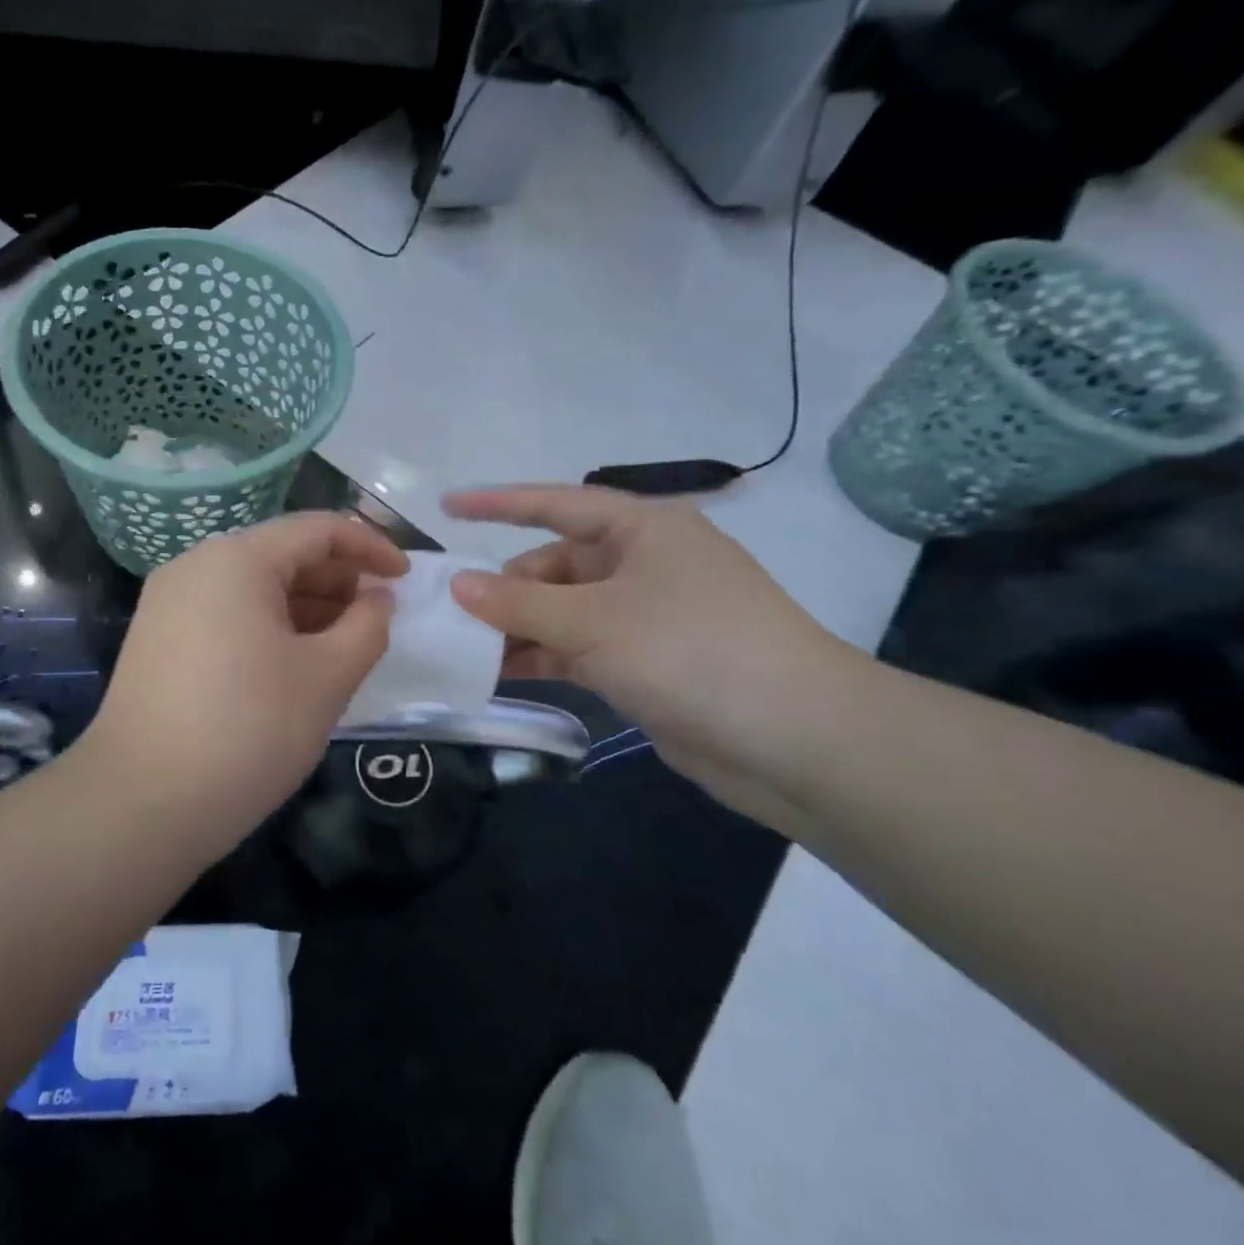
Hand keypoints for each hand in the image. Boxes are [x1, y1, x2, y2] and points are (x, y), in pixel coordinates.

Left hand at [87, 512, 405, 840]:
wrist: (140, 804)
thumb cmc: (248, 730)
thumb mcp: (327, 677)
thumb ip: (367, 626)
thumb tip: (377, 598)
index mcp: (236, 558)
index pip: (317, 529)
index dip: (370, 546)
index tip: (406, 578)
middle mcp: (195, 566)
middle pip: (281, 553)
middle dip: (337, 578)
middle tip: (376, 617)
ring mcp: (169, 602)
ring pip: (252, 586)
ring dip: (305, 605)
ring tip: (343, 643)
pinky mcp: (157, 639)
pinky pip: (226, 613)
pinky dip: (268, 625)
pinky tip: (293, 662)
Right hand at [444, 485, 867, 834]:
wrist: (797, 740)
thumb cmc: (690, 650)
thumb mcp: (593, 621)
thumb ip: (519, 602)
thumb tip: (458, 585)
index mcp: (641, 529)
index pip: (555, 503)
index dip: (498, 503)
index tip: (446, 507)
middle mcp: (642, 564)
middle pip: (555, 564)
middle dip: (504, 587)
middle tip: (451, 614)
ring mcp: (645, 615)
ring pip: (563, 610)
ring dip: (518, 628)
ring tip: (464, 649)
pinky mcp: (645, 662)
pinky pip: (578, 647)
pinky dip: (543, 656)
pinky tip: (502, 673)